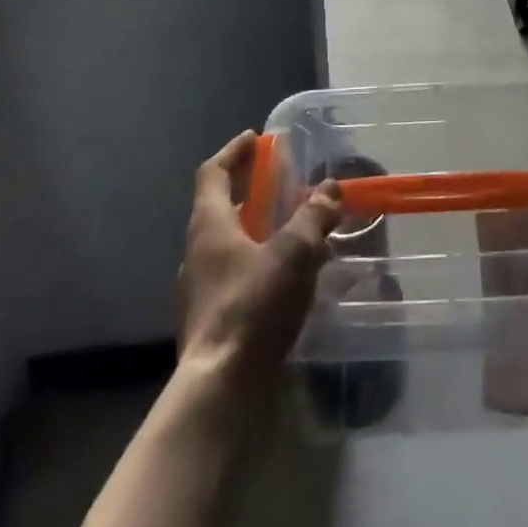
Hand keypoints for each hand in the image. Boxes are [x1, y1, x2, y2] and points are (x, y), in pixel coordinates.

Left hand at [177, 131, 342, 391]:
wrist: (220, 388)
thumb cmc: (253, 306)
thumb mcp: (294, 253)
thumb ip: (313, 217)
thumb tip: (330, 188)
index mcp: (209, 224)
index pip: (212, 172)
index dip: (234, 151)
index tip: (255, 138)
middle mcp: (197, 251)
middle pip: (221, 208)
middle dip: (252, 193)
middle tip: (284, 187)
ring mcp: (199, 289)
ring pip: (229, 245)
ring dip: (258, 232)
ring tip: (295, 234)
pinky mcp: (209, 320)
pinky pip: (235, 277)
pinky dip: (259, 266)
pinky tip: (288, 282)